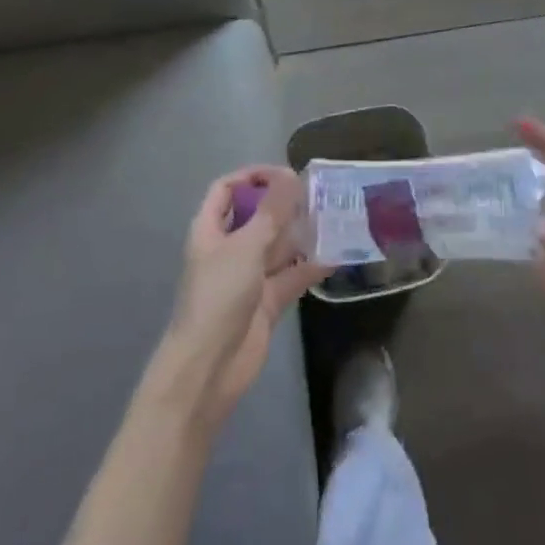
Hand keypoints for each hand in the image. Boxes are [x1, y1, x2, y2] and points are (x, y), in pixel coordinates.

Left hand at [155, 165, 326, 424]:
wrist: (208, 370)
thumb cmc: (218, 296)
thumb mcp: (246, 247)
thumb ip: (271, 212)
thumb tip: (290, 175)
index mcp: (211, 229)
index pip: (227, 189)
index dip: (252, 176)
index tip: (284, 174)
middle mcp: (229, 248)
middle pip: (256, 216)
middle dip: (284, 204)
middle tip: (318, 194)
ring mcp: (248, 276)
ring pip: (277, 246)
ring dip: (300, 234)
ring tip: (333, 218)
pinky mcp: (266, 303)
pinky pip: (291, 276)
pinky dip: (310, 267)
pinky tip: (336, 255)